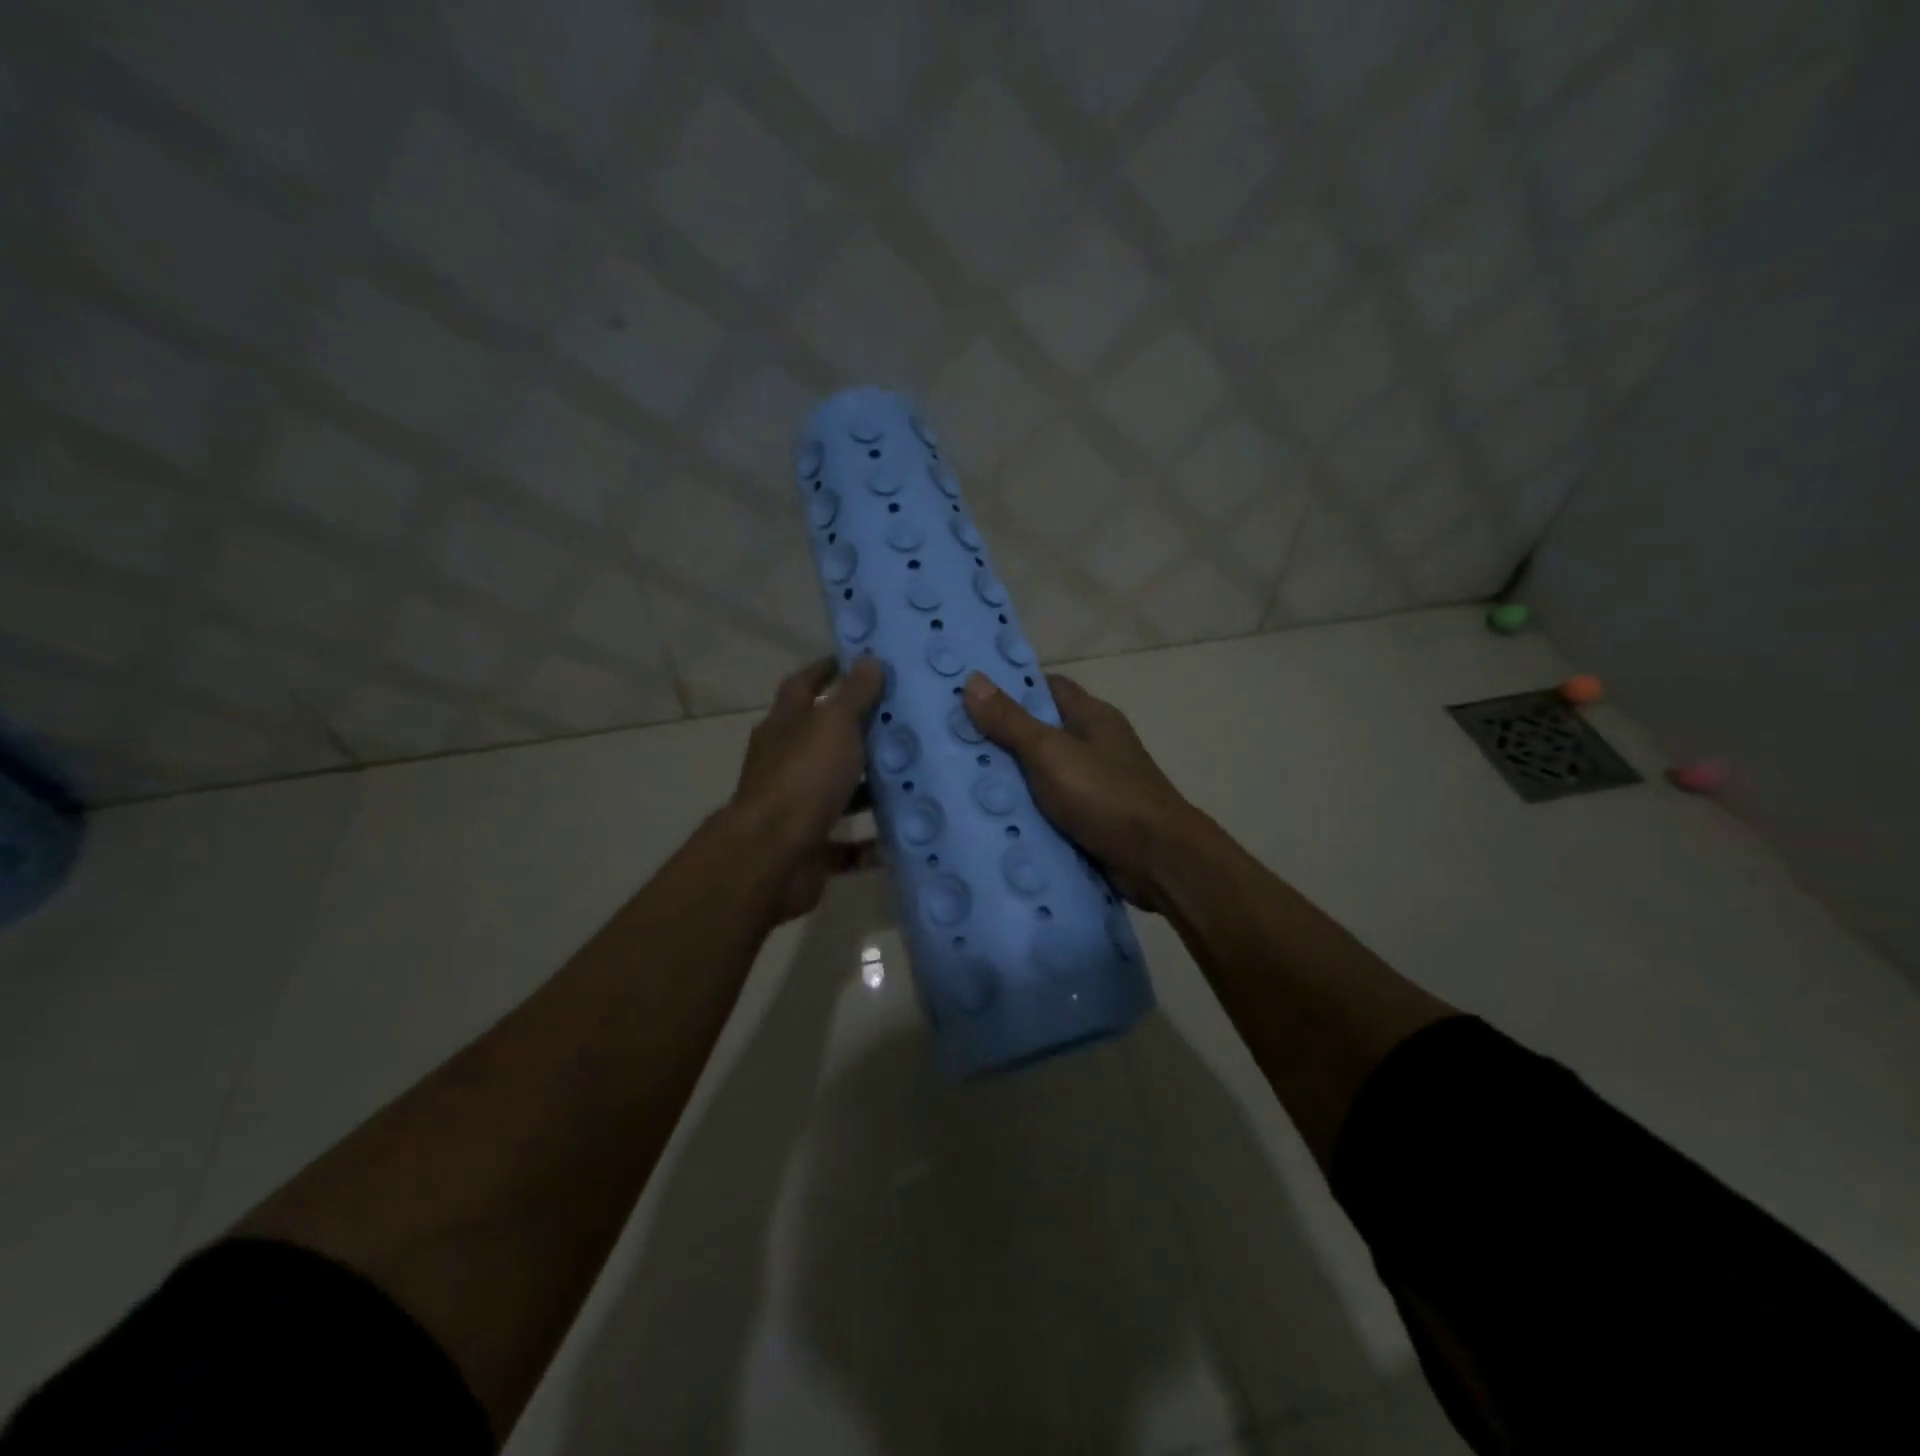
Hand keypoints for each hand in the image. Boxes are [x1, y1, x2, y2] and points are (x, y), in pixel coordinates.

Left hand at [730, 655, 885, 923]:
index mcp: (785, 727)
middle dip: (859, 733)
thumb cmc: (803, 777)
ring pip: (838, 792)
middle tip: (905, 723)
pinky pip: (845, 844)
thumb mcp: (834, 725)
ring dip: (870, 789)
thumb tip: (869, 660)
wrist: (772, 857)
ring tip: (914, 779)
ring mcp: (795, 807)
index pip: (803, 685)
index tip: (863, 663)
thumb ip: (854, 695)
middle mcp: (786, 763)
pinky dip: (870, 843)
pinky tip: (902, 835)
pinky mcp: (809, 847)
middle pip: (823, 741)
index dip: (828, 671)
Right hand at [963, 672, 1195, 909]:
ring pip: (1042, 777)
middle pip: (1041, 734)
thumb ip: (1011, 721)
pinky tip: (988, 821)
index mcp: (1092, 717)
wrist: (1156, 861)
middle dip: (1000, 739)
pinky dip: (1025, 815)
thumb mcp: (1050, 752)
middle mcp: (1095, 747)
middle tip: (951, 744)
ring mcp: (1094, 787)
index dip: (1011, 688)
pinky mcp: (1090, 822)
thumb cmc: (1105, 794)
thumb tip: (973, 679)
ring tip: (957, 783)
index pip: (1048, 688)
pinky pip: (1049, 812)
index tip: (969, 695)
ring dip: (1009, 783)